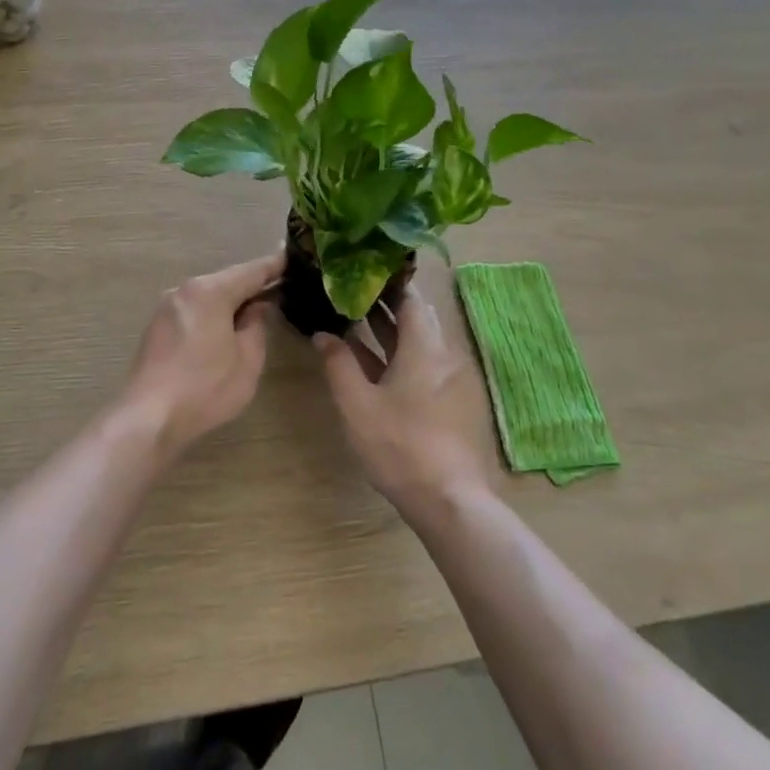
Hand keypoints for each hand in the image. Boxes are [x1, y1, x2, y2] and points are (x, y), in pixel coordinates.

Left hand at [124, 250, 284, 454]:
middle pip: (226, 281)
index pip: (250, 271)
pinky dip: (211, 315)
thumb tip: (258, 307)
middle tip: (278, 289)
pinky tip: (222, 331)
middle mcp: (184, 290)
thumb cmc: (206, 388)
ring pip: (207, 297)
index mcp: (210, 292)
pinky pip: (192, 312)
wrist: (148, 418)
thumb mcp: (247, 359)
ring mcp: (165, 308)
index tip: (293, 257)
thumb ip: (256, 326)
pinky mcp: (155, 328)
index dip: (274, 266)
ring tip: (253, 311)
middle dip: (251, 286)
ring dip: (229, 302)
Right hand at [314, 289, 494, 515]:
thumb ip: (338, 364)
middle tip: (351, 293)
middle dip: (384, 304)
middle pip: (415, 317)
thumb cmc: (399, 445)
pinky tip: (369, 361)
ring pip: (417, 342)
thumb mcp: (356, 404)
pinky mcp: (446, 401)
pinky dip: (397, 356)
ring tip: (353, 320)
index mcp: (424, 346)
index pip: (409, 297)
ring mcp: (446, 379)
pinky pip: (420, 364)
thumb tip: (323, 334)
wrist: (447, 498)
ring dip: (388, 331)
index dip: (386, 282)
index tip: (360, 271)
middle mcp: (441, 355)